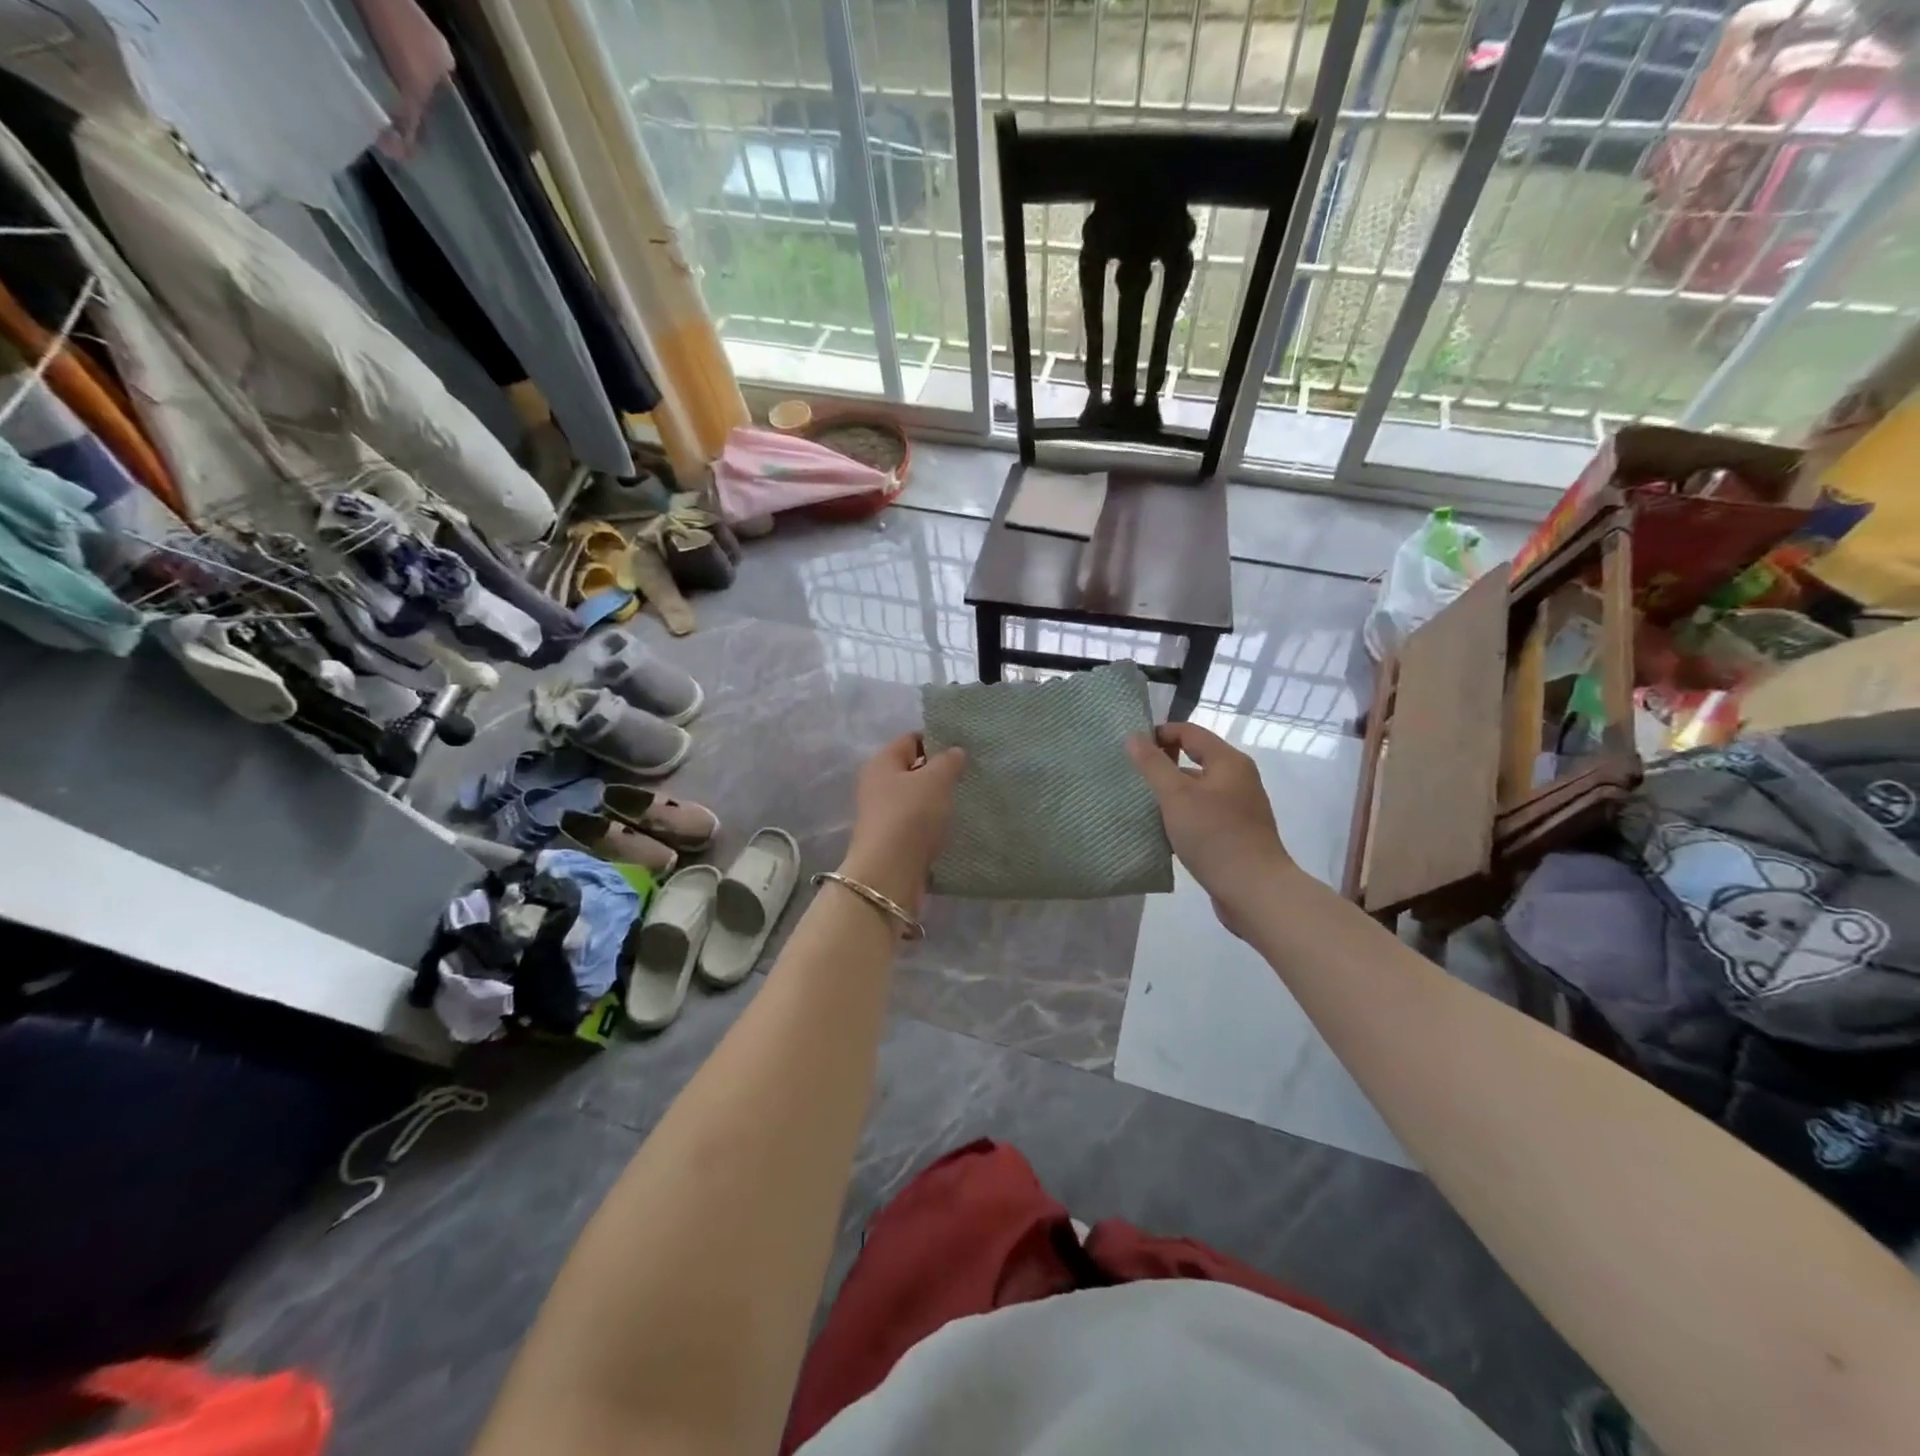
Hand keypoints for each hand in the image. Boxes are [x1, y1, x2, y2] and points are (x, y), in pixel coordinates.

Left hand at [841, 732, 966, 914]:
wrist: (889, 873)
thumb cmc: (911, 816)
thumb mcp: (936, 780)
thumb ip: (949, 761)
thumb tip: (955, 751)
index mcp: (881, 762)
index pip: (911, 739)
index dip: (937, 740)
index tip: (964, 748)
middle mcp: (876, 785)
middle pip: (912, 770)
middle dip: (939, 772)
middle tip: (968, 775)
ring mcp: (881, 815)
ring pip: (915, 798)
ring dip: (936, 800)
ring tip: (964, 801)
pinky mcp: (890, 841)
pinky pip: (915, 824)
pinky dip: (932, 824)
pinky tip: (951, 827)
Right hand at [1127, 722, 1295, 937]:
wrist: (1255, 892)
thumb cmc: (1215, 836)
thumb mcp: (1177, 796)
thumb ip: (1153, 764)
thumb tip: (1134, 736)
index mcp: (1229, 762)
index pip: (1189, 732)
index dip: (1159, 734)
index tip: (1129, 749)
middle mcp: (1237, 780)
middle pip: (1194, 760)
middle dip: (1161, 765)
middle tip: (1129, 777)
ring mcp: (1238, 809)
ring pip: (1196, 790)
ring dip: (1169, 794)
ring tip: (1138, 804)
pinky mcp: (1234, 835)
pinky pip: (1201, 815)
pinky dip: (1181, 817)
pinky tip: (1160, 831)